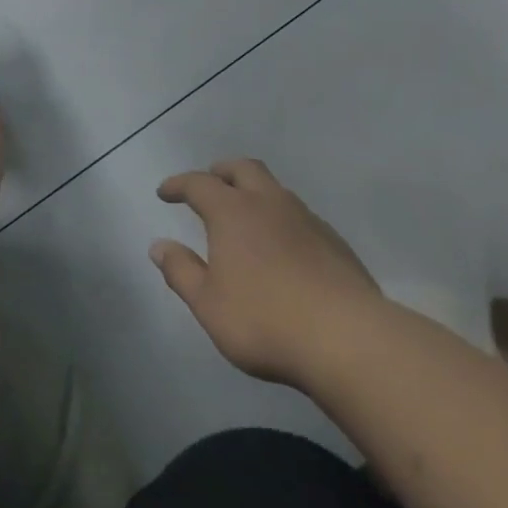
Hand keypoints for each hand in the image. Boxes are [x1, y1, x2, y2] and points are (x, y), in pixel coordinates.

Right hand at [151, 158, 382, 388]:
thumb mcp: (208, 304)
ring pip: (275, 189)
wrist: (348, 338)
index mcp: (233, 213)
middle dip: (221, 171)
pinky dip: (280, 218)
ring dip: (254, 192)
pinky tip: (281, 246)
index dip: (179, 184)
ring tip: (244, 216)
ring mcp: (307, 220)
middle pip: (244, 169)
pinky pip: (299, 215)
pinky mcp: (334, 242)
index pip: (199, 184)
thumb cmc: (264, 320)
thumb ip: (181, 271)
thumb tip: (159, 246)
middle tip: (209, 184)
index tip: (165, 192)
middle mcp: (270, 204)